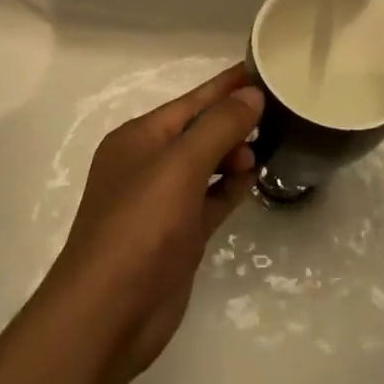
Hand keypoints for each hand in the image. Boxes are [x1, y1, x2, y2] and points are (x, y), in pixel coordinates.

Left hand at [45, 65, 261, 376]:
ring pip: (207, 165)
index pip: (192, 100)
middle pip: (200, 130)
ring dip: (235, 153)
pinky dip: (230, 187)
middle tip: (277, 114)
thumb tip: (252, 94)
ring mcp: (163, 202)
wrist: (107, 316)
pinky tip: (254, 178)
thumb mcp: (180, 166)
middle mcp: (149, 164)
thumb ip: (219, 127)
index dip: (227, 84)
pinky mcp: (178, 236)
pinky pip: (211, 199)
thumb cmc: (140, 227)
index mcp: (140, 138)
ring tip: (270, 144)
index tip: (263, 68)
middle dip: (234, 120)